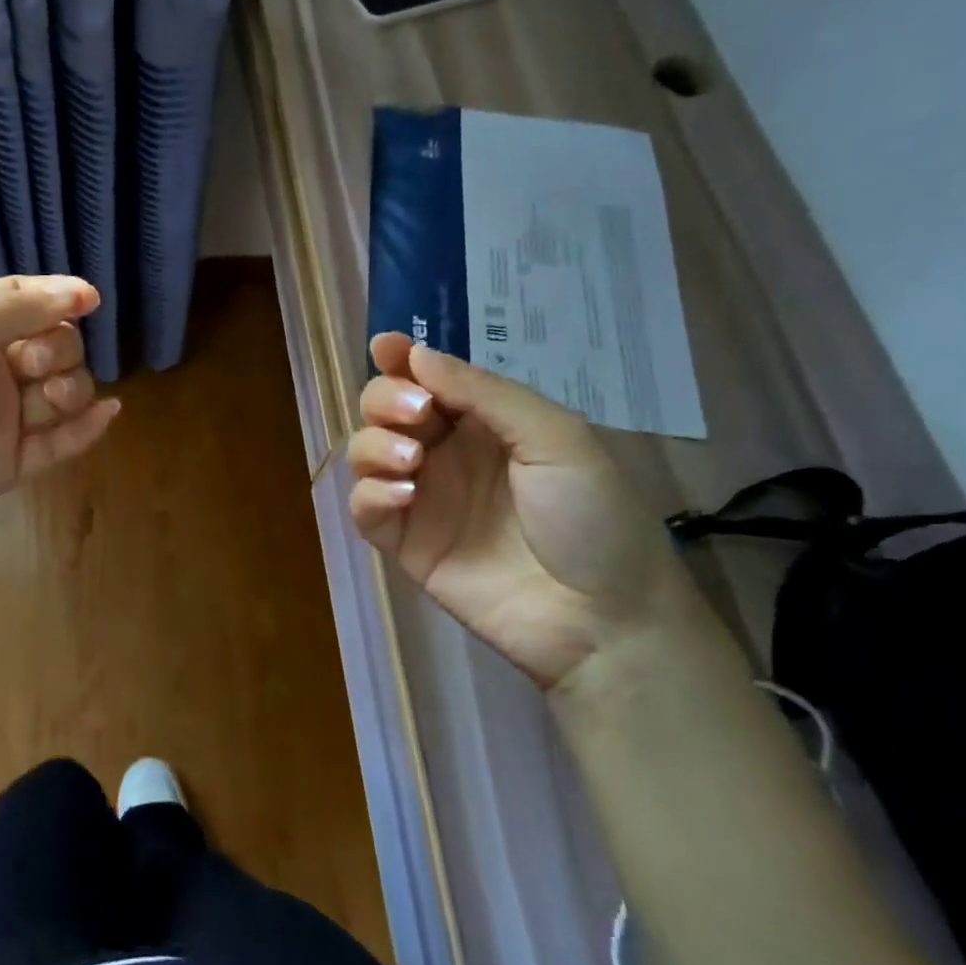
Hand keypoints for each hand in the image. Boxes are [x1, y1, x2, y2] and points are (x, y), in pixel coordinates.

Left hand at [0, 276, 118, 578]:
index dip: (59, 297)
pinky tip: (105, 416)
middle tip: (30, 368)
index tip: (91, 302)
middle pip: (52, 345)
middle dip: (57, 349)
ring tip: (51, 402)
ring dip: (72, 389)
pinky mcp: (7, 466)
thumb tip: (81, 293)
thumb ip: (8, 311)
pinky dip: (85, 429)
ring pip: (62, 392)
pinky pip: (59, 443)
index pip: (22, 300)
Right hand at [347, 333, 702, 688]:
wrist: (601, 618)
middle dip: (386, 400)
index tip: (383, 346)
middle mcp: (445, 453)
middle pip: (385, 408)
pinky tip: (403, 496)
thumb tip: (415, 354)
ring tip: (411, 463)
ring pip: (365, 452)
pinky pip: (364, 507)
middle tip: (416, 417)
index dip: (400, 359)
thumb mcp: (554, 437)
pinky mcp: (405, 543)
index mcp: (484, 422)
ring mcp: (423, 498)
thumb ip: (483, 392)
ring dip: (374, 445)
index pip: (428, 379)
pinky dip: (370, 493)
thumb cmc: (592, 516)